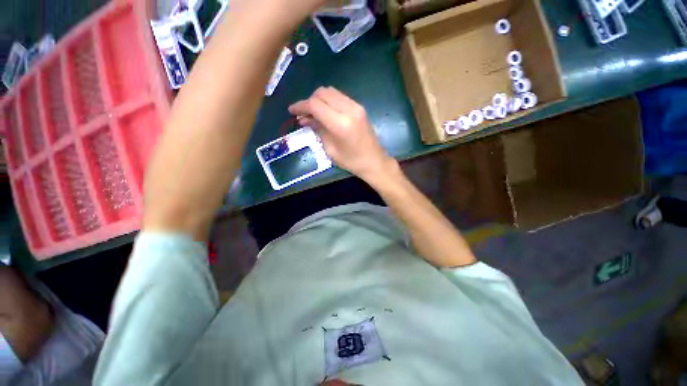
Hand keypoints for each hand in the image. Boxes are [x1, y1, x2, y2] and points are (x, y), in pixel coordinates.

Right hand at [289, 87, 395, 181]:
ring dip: (319, 99)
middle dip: (309, 101)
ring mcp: (356, 106)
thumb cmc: (351, 161)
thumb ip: (318, 129)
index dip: (300, 106)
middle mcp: (349, 109)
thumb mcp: (330, 149)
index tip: (291, 111)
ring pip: (331, 92)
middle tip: (303, 114)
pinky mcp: (360, 107)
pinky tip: (325, 113)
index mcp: (340, 123)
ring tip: (313, 114)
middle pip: (322, 93)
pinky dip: (329, 101)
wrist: (374, 161)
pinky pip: (340, 97)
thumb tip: (304, 118)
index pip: (315, 105)